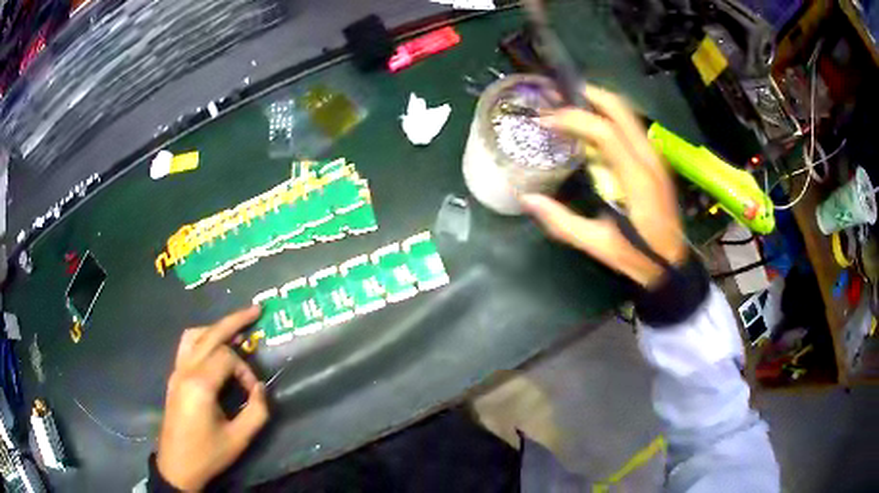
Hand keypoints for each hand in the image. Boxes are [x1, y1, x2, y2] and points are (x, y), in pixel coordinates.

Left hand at [157, 305, 268, 490]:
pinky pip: (186, 347)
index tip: (253, 392)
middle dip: (234, 321)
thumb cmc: (208, 454)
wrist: (178, 466)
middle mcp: (185, 370)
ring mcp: (176, 372)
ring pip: (194, 335)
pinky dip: (202, 339)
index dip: (246, 370)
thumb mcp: (239, 439)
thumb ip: (257, 411)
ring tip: (234, 332)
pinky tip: (214, 349)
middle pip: (209, 334)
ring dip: (215, 329)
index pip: (227, 358)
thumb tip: (260, 387)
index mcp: (200, 384)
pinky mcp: (173, 378)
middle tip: (255, 310)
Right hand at [521, 86, 686, 287]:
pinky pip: (631, 126)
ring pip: (627, 113)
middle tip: (558, 99)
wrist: (672, 265)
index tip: (546, 121)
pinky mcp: (655, 161)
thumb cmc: (637, 257)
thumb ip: (561, 221)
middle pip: (620, 108)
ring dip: (598, 104)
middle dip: (587, 96)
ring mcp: (655, 157)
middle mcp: (649, 158)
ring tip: (571, 109)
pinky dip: (609, 118)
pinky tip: (592, 130)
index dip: (572, 119)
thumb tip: (527, 199)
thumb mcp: (597, 244)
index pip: (604, 131)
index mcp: (636, 177)